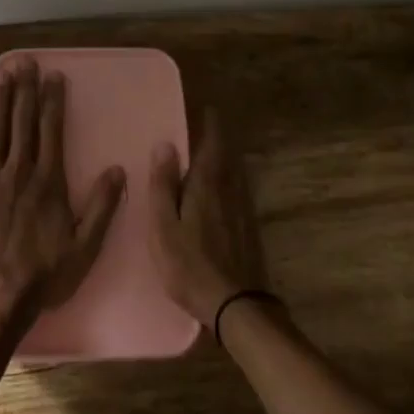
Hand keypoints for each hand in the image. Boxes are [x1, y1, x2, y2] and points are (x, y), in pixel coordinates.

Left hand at [0, 57, 125, 334]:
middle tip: (25, 62)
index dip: (53, 101)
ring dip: (1, 101)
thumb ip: (102, 206)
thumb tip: (119, 170)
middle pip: (22, 122)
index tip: (54, 77)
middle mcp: (18, 172)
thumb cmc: (43, 273)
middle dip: (25, 90)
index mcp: (48, 181)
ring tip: (3, 75)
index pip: (52, 130)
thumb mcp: (85, 247)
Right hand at [148, 109, 267, 327]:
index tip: (209, 109)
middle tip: (208, 128)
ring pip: (236, 175)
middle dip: (220, 141)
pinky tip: (224, 193)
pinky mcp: (250, 230)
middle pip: (228, 158)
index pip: (213, 145)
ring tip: (214, 155)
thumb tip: (165, 145)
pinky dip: (231, 182)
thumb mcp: (164, 227)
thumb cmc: (190, 266)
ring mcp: (244, 211)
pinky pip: (239, 193)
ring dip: (227, 160)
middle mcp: (231, 192)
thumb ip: (163, 186)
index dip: (212, 125)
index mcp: (208, 186)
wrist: (237, 305)